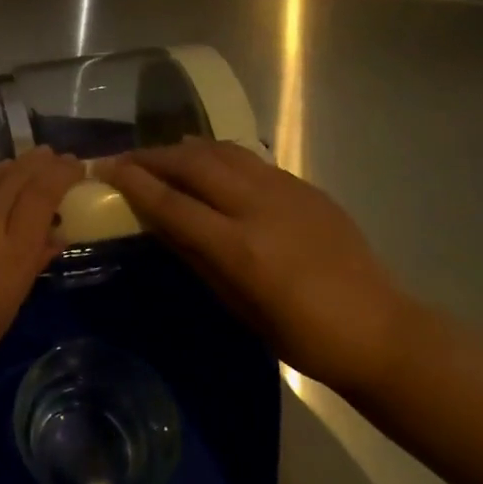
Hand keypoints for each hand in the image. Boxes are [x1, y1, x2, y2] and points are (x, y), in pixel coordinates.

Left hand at [0, 148, 82, 410]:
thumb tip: (52, 237)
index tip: (76, 166)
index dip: (61, 175)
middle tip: (58, 156)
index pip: (42, 196)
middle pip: (18, 179)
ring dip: (15, 165)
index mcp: (11, 255)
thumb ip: (29, 267)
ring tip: (32, 159)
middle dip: (42, 163)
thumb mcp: (3, 312)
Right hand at [98, 139, 416, 393]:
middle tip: (123, 160)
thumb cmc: (299, 334)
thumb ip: (193, 254)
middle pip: (192, 164)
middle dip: (151, 157)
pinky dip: (217, 155)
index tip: (104, 169)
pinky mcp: (305, 186)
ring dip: (183, 150)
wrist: (379, 330)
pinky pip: (249, 159)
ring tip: (160, 156)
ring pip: (221, 151)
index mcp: (239, 246)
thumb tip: (155, 221)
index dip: (133, 182)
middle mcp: (259, 207)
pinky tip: (207, 164)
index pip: (171, 202)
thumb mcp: (235, 303)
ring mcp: (286, 190)